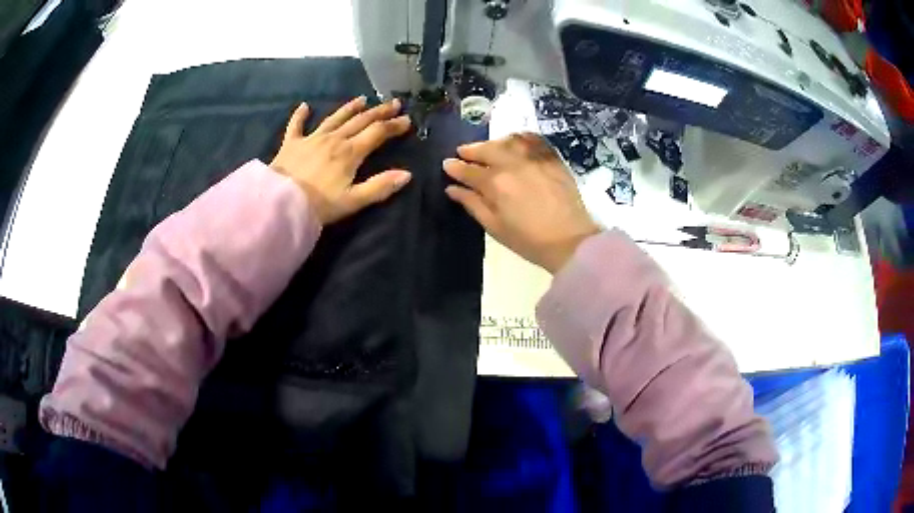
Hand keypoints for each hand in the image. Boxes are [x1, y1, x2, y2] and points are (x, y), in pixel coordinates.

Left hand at [270, 96, 412, 224]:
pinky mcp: (291, 143)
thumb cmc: (318, 205)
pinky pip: (296, 125)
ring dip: (349, 108)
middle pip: (360, 121)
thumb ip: (380, 187)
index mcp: (350, 152)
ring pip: (334, 118)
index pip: (377, 133)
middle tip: (393, 103)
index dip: (394, 126)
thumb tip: (406, 174)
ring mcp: (311, 138)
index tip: (407, 120)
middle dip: (379, 111)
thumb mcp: (353, 201)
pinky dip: (300, 115)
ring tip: (362, 99)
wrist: (280, 203)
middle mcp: (334, 139)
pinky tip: (304, 106)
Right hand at [444, 133, 600, 272]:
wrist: (571, 241)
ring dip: (493, 142)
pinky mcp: (552, 158)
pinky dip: (519, 138)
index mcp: (496, 184)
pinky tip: (514, 142)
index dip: (455, 167)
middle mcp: (513, 164)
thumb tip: (452, 188)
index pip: (468, 170)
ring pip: (507, 141)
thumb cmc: (529, 241)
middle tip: (462, 152)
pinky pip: (532, 139)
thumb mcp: (495, 227)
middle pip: (486, 150)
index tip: (447, 164)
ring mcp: (534, 158)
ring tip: (487, 148)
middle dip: (470, 150)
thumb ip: (473, 204)